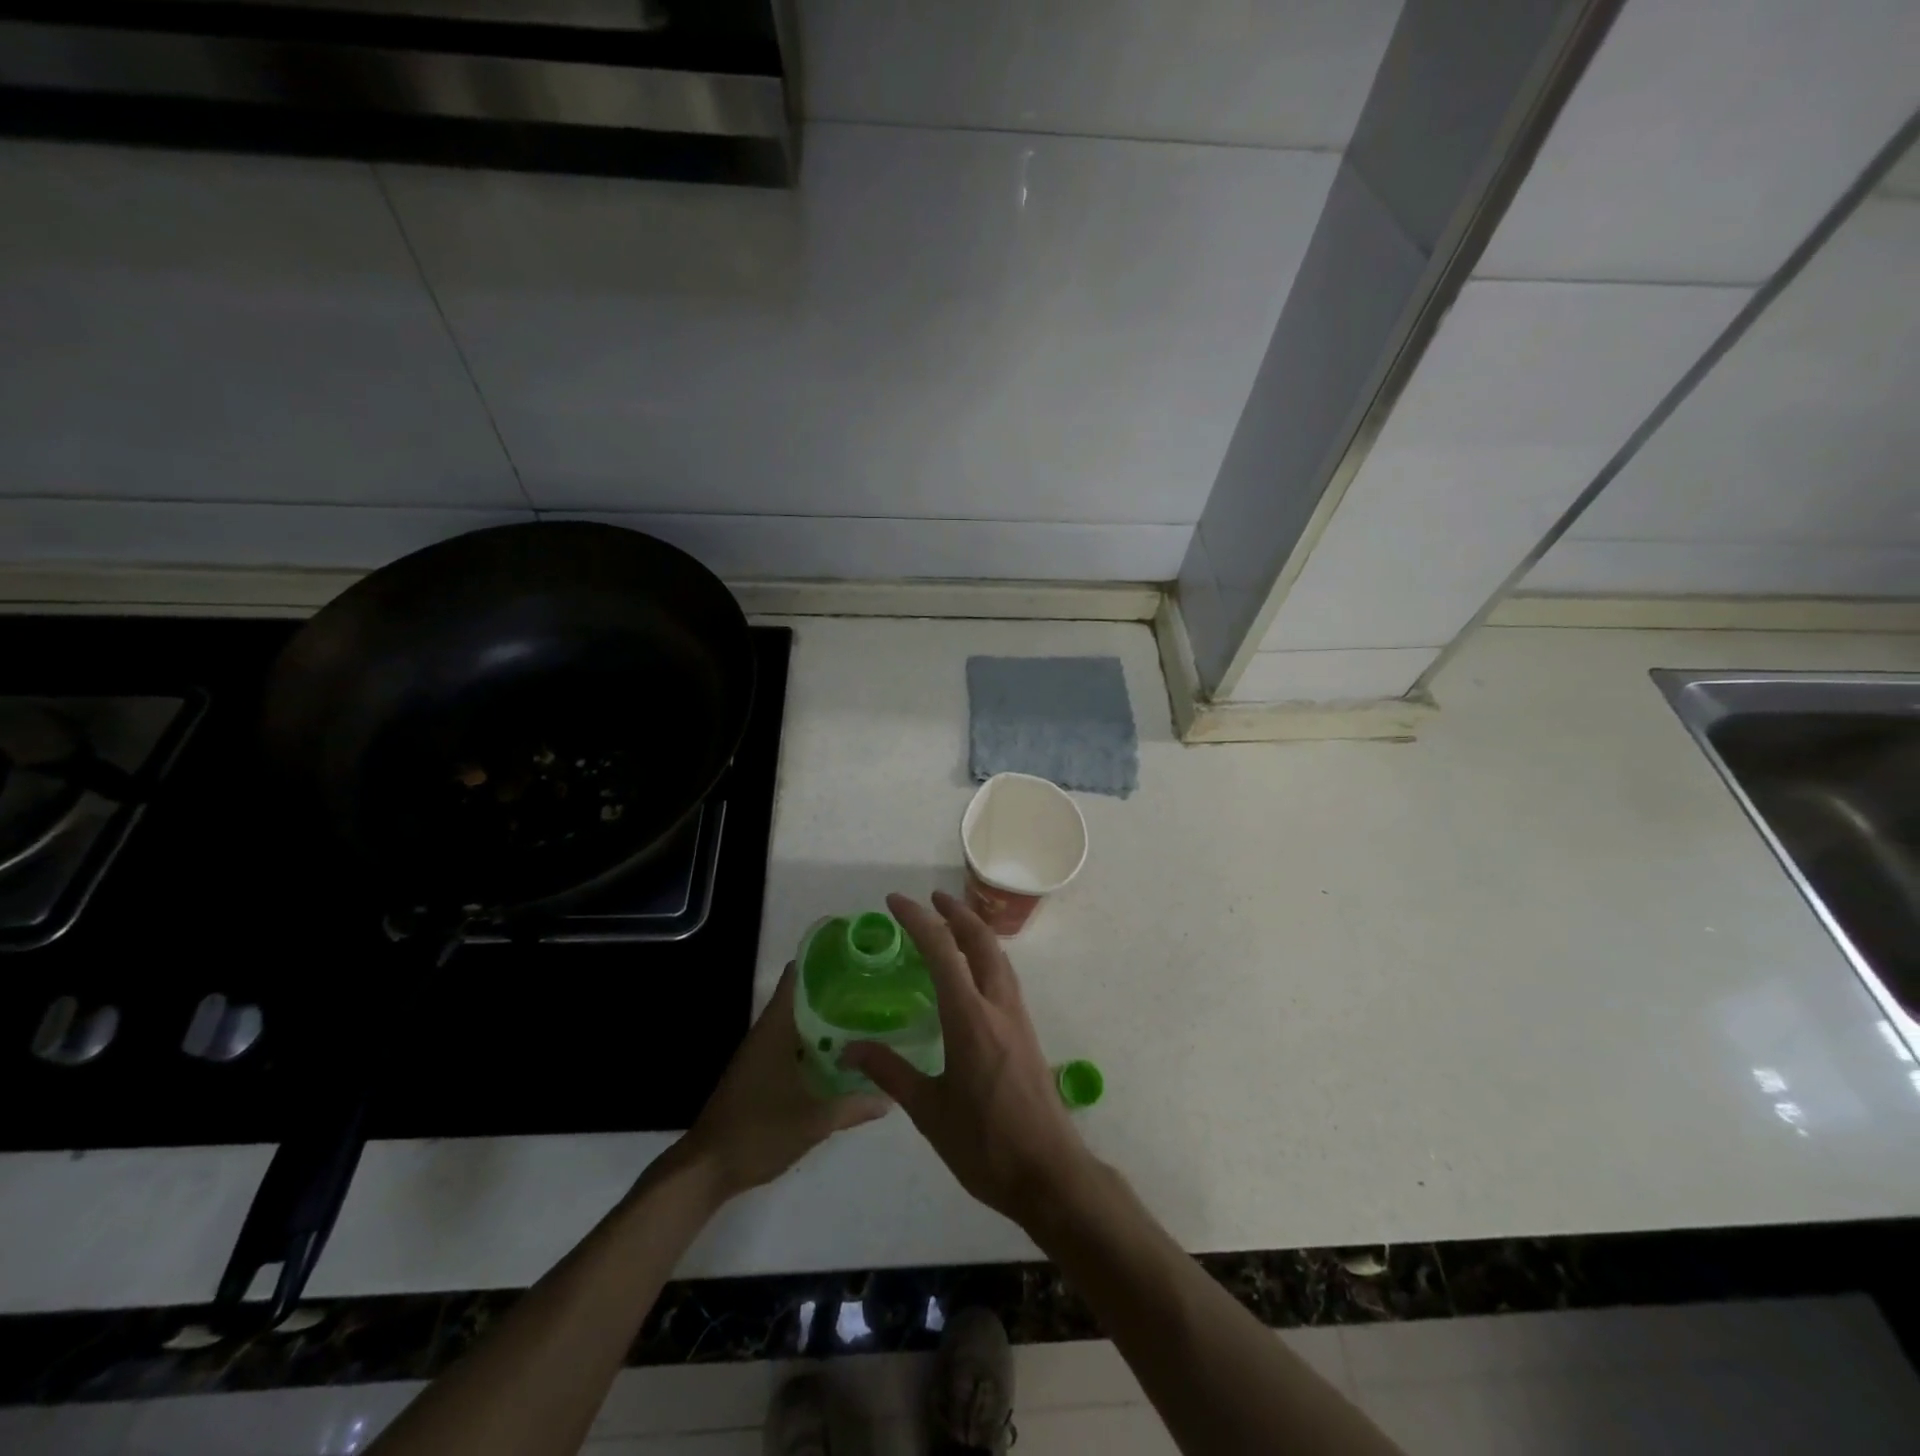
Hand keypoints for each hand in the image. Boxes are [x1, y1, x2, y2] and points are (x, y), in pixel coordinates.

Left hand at [678, 963, 887, 1200]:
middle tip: (872, 989)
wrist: (707, 1169)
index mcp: (776, 1029)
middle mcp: (766, 1033)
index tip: (855, 957)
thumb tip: (889, 1096)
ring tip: (864, 1016)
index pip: (797, 977)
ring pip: (797, 1023)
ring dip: (824, 1019)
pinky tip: (838, 1055)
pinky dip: (813, 1043)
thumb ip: (852, 1106)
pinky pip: (791, 1045)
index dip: (823, 961)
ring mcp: (760, 1054)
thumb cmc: (758, 1132)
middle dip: (834, 992)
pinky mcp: (758, 1073)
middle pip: (801, 998)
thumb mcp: (813, 1121)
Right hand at [841, 891, 1093, 1228]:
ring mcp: (1018, 1018)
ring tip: (951, 924)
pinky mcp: (1026, 1033)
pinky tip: (973, 974)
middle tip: (930, 899)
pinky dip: (986, 957)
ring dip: (975, 932)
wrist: (1049, 1173)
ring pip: (999, 957)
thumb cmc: (984, 1144)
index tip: (895, 902)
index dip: (918, 920)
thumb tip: (849, 1049)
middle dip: (956, 912)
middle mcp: (998, 1006)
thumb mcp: (929, 1111)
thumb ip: (890, 1073)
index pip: (942, 951)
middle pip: (981, 941)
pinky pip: (1005, 977)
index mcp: (970, 1018)